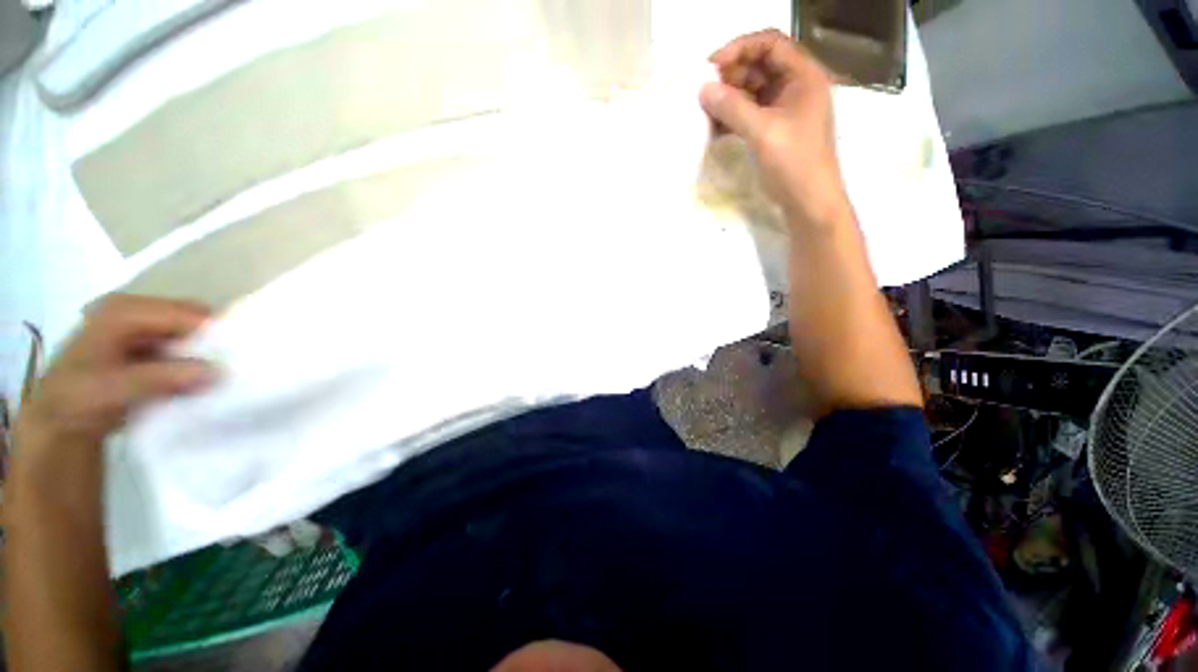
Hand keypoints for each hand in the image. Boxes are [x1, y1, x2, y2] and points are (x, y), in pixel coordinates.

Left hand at [14, 295, 216, 457]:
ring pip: (190, 334)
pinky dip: (195, 362)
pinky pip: (183, 347)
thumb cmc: (78, 399)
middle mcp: (135, 310)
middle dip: (211, 343)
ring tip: (218, 377)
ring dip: (204, 355)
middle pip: (190, 319)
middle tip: (228, 369)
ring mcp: (141, 327)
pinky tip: (199, 380)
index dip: (213, 333)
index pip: (184, 314)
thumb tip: (216, 371)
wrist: (59, 420)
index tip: (237, 358)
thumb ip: (162, 378)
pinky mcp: (147, 345)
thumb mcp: (113, 390)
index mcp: (124, 310)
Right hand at [699, 29, 849, 228]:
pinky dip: (732, 118)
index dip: (740, 48)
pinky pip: (750, 114)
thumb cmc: (794, 163)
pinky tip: (714, 128)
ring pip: (752, 92)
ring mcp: (784, 110)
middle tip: (704, 92)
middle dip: (731, 76)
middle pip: (759, 66)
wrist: (808, 201)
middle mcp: (795, 86)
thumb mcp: (763, 132)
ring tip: (705, 112)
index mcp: (803, 76)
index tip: (712, 66)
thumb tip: (703, 90)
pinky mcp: (774, 130)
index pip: (770, 44)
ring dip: (729, 99)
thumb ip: (733, 108)